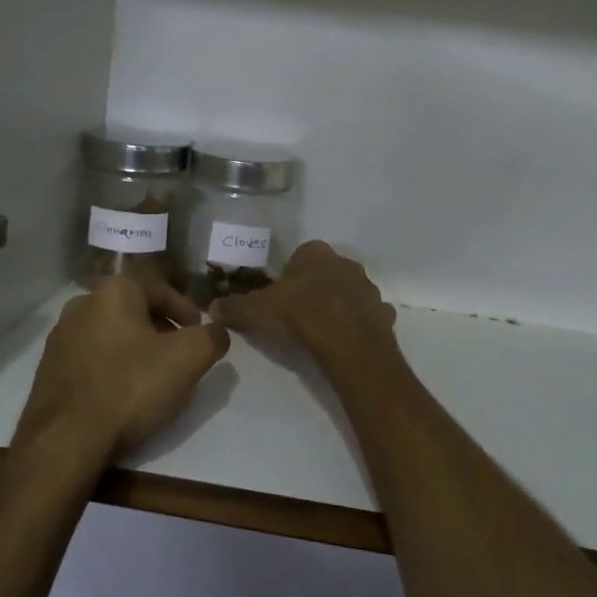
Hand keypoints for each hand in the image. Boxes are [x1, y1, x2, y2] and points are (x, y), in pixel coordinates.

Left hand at [17, 277, 228, 463]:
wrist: (65, 442)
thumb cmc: (131, 387)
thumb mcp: (189, 358)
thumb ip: (212, 337)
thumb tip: (217, 332)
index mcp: (113, 291)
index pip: (161, 289)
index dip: (187, 311)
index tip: (200, 333)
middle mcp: (81, 305)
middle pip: (134, 311)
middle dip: (161, 330)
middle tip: (180, 356)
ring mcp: (59, 338)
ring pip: (111, 335)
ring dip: (136, 350)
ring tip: (154, 379)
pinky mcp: (48, 370)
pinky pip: (91, 360)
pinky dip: (112, 369)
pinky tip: (123, 396)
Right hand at [209, 242, 400, 377]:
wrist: (347, 343)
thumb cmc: (300, 316)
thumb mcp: (257, 311)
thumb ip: (234, 307)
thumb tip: (212, 306)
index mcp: (315, 253)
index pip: (300, 256)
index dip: (289, 277)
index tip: (280, 298)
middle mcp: (345, 262)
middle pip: (326, 272)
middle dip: (315, 288)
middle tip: (299, 315)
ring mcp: (368, 287)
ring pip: (349, 292)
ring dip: (339, 305)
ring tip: (322, 331)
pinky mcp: (383, 312)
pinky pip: (367, 315)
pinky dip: (358, 324)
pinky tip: (345, 342)